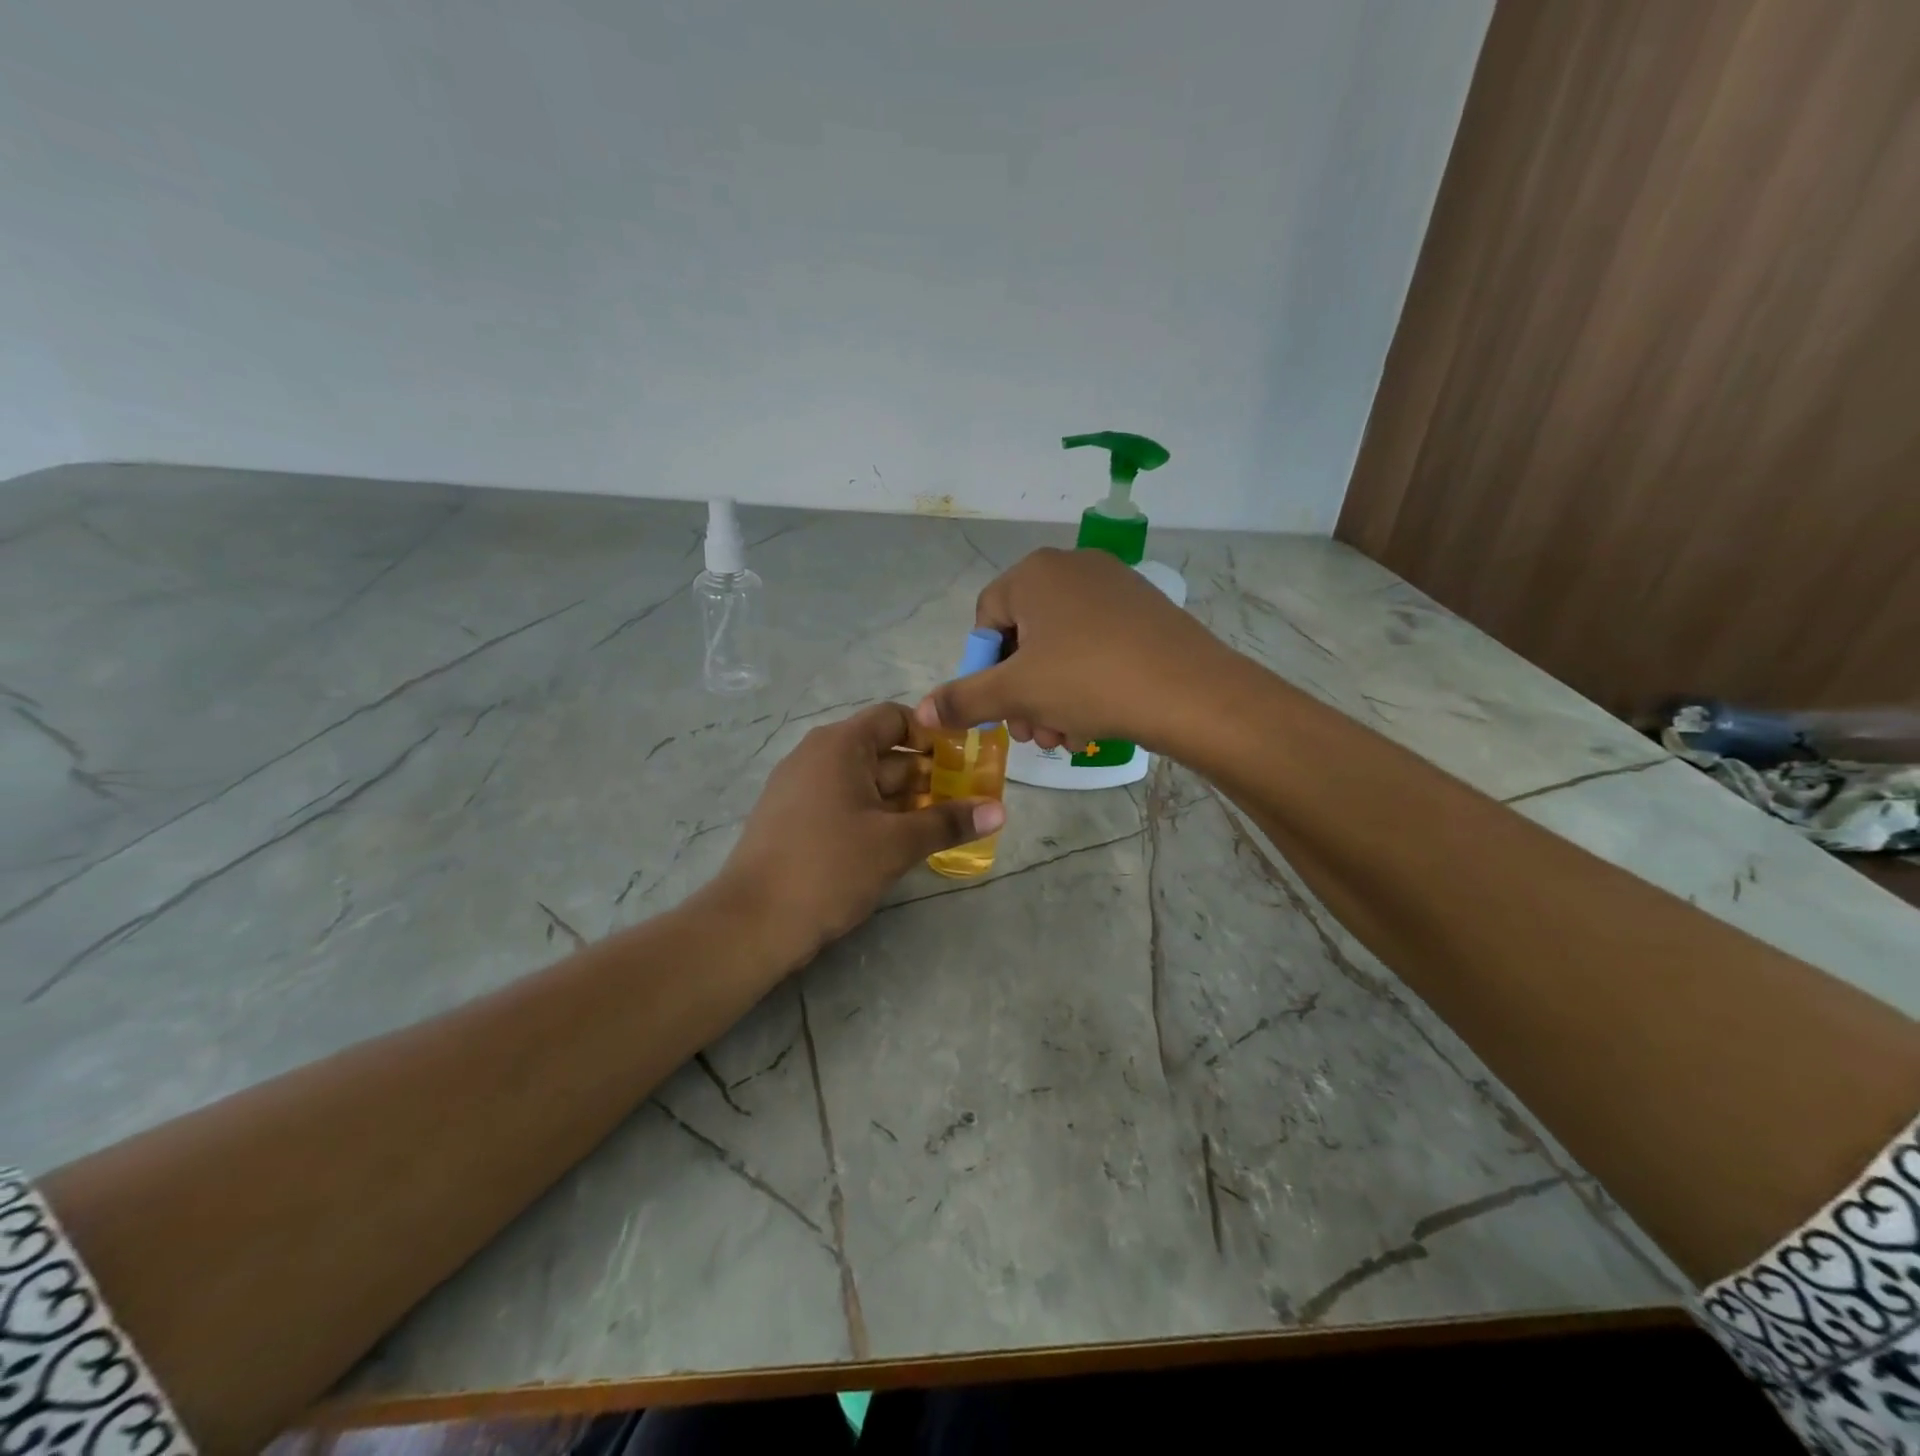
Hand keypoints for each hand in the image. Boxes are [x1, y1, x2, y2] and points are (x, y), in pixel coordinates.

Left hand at [716, 703, 1005, 964]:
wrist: (753, 922)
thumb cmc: (829, 868)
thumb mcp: (896, 844)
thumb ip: (948, 822)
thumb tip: (1000, 810)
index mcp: (839, 745)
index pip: (895, 718)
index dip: (932, 735)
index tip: (965, 761)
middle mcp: (818, 756)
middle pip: (884, 752)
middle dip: (927, 775)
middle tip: (968, 800)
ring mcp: (803, 789)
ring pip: (867, 783)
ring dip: (906, 801)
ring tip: (945, 825)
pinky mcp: (796, 820)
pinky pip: (847, 805)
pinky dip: (878, 817)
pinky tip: (904, 844)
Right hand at [914, 548, 1236, 753]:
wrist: (1191, 692)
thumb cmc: (1089, 682)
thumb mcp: (1016, 694)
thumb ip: (963, 700)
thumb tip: (922, 712)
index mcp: (1035, 573)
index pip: (986, 620)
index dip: (984, 670)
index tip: (998, 710)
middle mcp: (1073, 567)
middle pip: (1025, 637)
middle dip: (1020, 693)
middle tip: (1030, 735)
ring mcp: (1115, 587)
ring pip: (1061, 648)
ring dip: (1051, 698)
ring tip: (1063, 738)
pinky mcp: (1145, 612)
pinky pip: (1097, 646)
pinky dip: (1085, 684)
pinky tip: (1093, 723)